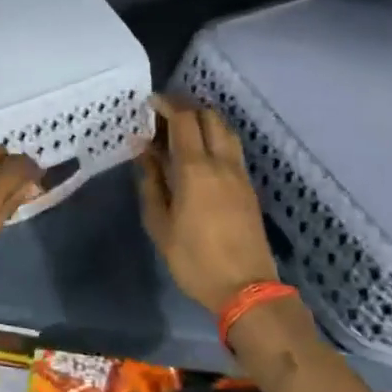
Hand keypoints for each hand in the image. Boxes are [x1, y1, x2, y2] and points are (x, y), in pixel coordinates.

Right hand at [137, 95, 279, 313]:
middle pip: (209, 117)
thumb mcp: (160, 224)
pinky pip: (231, 148)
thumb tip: (143, 150)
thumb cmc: (194, 259)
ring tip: (182, 130)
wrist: (246, 288)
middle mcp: (221, 163)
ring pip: (225, 130)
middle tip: (163, 115)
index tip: (149, 103)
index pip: (184, 120)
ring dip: (204, 120)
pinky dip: (214, 138)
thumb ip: (151, 182)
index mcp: (195, 169)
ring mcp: (239, 174)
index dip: (167, 105)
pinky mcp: (248, 187)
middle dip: (186, 107)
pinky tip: (199, 153)